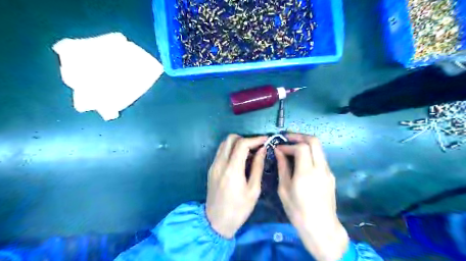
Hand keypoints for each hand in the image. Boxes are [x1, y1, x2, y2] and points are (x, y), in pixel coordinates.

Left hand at [207, 135, 267, 238]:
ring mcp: (213, 165)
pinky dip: (231, 150)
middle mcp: (220, 164)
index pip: (242, 144)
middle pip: (230, 138)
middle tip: (256, 147)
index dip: (255, 139)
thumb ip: (258, 167)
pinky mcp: (211, 169)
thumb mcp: (253, 190)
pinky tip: (240, 160)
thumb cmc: (239, 209)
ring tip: (249, 153)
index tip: (265, 140)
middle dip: (245, 139)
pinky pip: (221, 152)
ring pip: (224, 144)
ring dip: (237, 143)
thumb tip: (262, 150)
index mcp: (232, 170)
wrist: (216, 222)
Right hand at [274, 133, 347, 260]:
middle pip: (314, 141)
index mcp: (306, 173)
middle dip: (300, 136)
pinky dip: (310, 153)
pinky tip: (301, 160)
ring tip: (293, 147)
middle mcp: (320, 168)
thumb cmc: (298, 211)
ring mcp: (327, 171)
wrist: (321, 227)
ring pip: (319, 148)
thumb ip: (282, 167)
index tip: (279, 148)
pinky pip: (320, 157)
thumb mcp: (284, 189)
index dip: (289, 144)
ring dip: (306, 144)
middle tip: (288, 138)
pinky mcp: (330, 175)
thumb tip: (279, 152)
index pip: (301, 147)